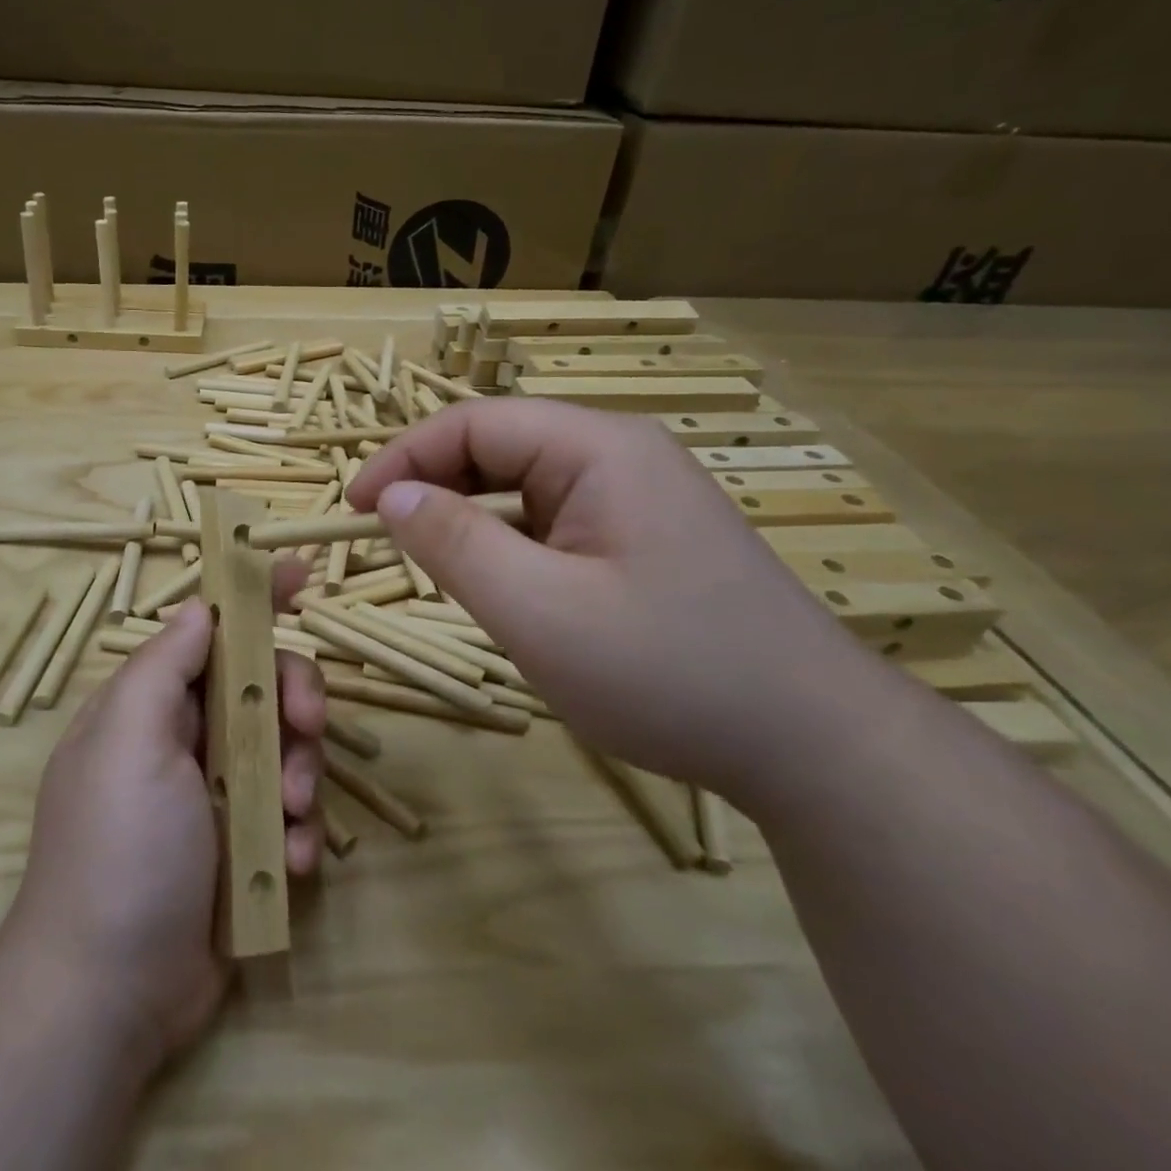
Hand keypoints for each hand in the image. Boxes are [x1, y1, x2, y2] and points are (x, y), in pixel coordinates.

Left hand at [0, 576, 326, 1073]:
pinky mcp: (245, 845)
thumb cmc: (118, 848)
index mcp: (152, 704)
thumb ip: (163, 665)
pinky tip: (290, 864)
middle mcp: (185, 738)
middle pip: (263, 685)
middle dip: (294, 698)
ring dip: (302, 774)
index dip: (253, 600)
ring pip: (288, 748)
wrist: (110, 994)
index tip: (300, 574)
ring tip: (289, 818)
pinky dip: (300, 831)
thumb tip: (200, 607)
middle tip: (307, 723)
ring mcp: (218, 793)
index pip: (208, 631)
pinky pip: (292, 814)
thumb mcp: (128, 741)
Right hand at [349, 399, 874, 797]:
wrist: (817, 747)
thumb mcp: (539, 612)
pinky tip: (508, 590)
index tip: (353, 508)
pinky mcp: (644, 537)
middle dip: (435, 488)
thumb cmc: (670, 673)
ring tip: (442, 572)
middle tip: (389, 544)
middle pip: (498, 448)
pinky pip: (553, 521)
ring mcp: (637, 496)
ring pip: (523, 488)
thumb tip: (391, 495)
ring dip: (471, 521)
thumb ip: (454, 543)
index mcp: (597, 448)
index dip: (403, 458)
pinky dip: (511, 546)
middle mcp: (618, 455)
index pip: (472, 423)